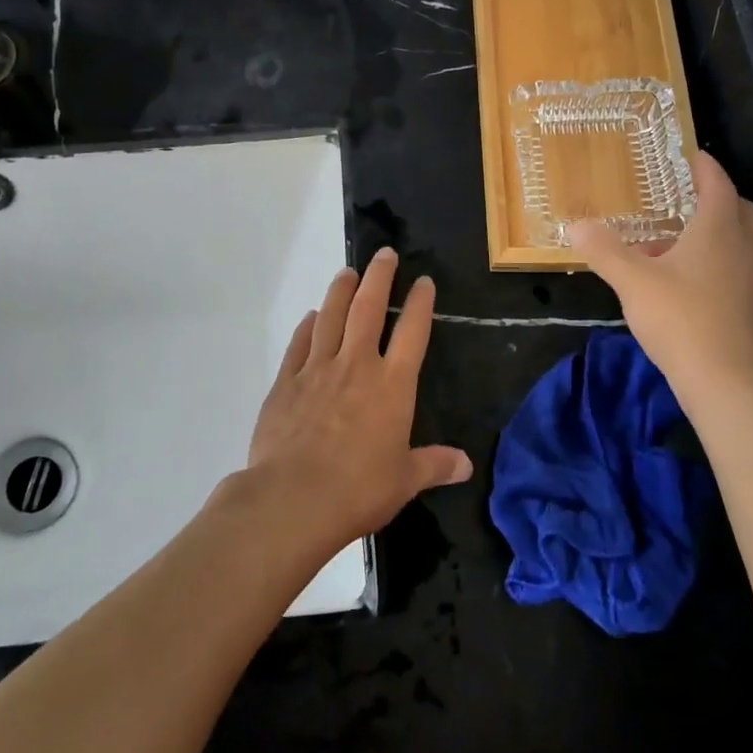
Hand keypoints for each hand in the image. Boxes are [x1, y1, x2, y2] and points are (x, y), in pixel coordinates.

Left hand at [245, 248, 472, 548]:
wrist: (293, 499)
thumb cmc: (358, 489)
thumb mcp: (405, 481)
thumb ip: (434, 465)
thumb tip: (466, 464)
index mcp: (392, 385)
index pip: (412, 332)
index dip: (419, 303)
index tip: (423, 281)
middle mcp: (356, 366)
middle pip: (368, 309)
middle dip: (379, 278)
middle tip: (384, 254)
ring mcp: (317, 370)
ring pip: (331, 317)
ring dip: (340, 291)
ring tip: (347, 272)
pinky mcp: (285, 383)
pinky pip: (299, 345)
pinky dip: (307, 327)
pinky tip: (311, 317)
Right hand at [569, 151, 752, 413]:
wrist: (723, 380)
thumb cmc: (680, 317)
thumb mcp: (632, 280)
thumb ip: (604, 250)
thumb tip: (577, 225)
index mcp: (719, 230)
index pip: (718, 184)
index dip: (705, 167)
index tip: (690, 156)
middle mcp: (742, 249)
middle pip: (743, 211)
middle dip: (720, 199)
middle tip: (688, 198)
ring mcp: (749, 280)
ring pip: (739, 243)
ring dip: (713, 234)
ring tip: (672, 242)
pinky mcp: (746, 308)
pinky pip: (732, 270)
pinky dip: (712, 263)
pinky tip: (678, 281)